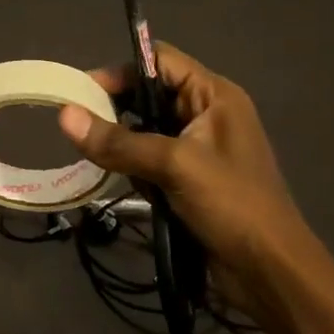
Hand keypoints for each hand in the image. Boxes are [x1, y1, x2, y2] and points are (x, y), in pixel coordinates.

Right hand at [57, 42, 333, 333]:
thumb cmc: (232, 205)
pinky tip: (125, 183)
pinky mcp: (189, 179)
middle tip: (82, 128)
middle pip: (148, 94)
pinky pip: (149, 159)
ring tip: (101, 159)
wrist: (270, 273)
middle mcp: (205, 113)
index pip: (159, 61)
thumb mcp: (174, 166)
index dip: (120, 71)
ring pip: (144, 129)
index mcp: (213, 95)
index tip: (81, 92)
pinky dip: (132, 168)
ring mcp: (198, 147)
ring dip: (122, 144)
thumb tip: (64, 115)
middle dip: (115, 110)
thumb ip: (118, 141)